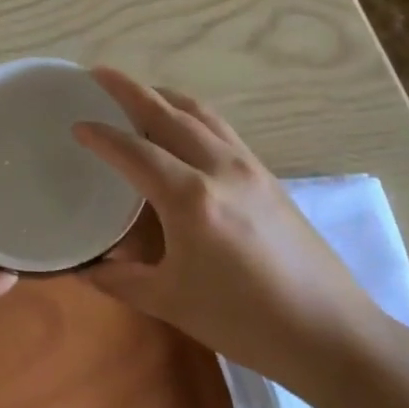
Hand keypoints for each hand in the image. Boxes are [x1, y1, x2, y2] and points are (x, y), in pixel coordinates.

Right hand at [72, 68, 381, 401]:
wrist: (332, 334)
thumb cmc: (246, 321)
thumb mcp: (173, 304)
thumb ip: (123, 280)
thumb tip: (87, 268)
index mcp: (190, 197)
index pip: (134, 151)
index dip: (101, 135)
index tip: (76, 124)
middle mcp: (218, 167)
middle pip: (167, 113)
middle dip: (129, 90)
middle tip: (97, 74)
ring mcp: (248, 166)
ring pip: (199, 113)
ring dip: (164, 96)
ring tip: (139, 92)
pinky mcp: (267, 175)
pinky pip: (221, 128)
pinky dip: (192, 114)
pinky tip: (183, 126)